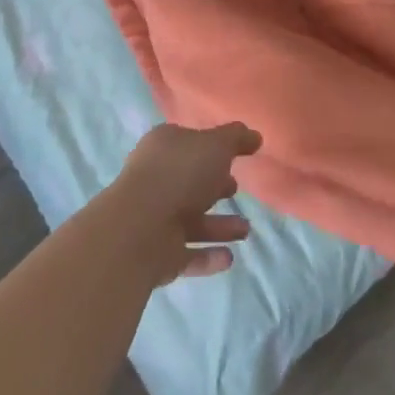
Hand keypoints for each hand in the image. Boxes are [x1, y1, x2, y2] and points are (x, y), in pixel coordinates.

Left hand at [108, 122, 260, 285]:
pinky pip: (188, 254)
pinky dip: (208, 256)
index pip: (189, 143)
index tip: (233, 156)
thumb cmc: (179, 174)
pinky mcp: (158, 255)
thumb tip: (255, 136)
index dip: (210, 148)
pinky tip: (229, 258)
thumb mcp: (216, 145)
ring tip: (246, 231)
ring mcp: (155, 219)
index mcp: (164, 148)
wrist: (140, 229)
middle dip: (213, 187)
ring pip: (192, 221)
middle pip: (189, 182)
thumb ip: (236, 138)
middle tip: (236, 189)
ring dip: (219, 226)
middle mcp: (156, 180)